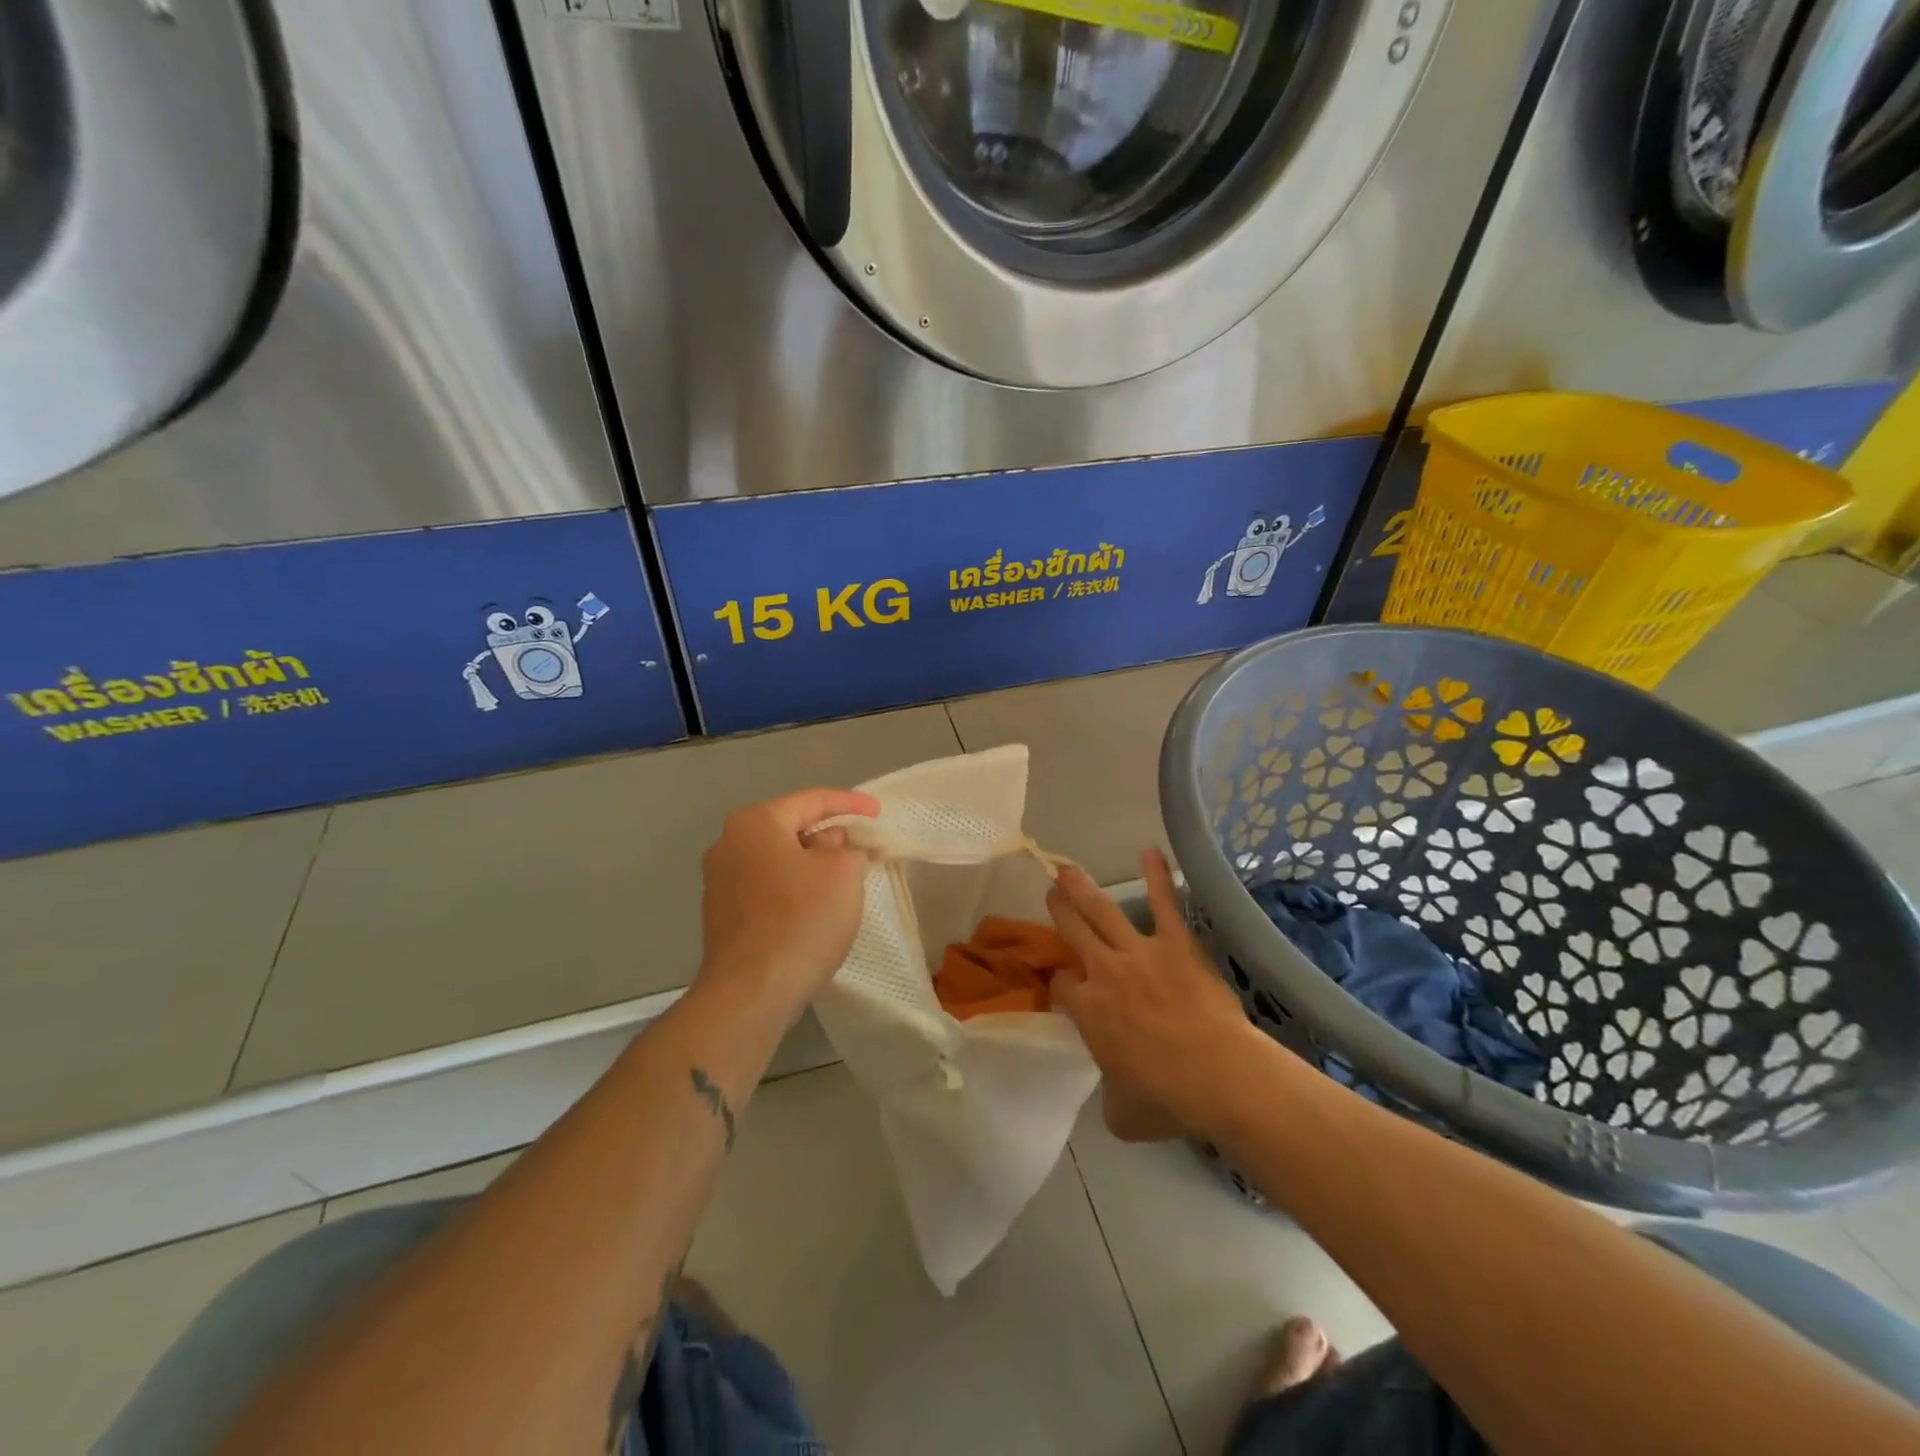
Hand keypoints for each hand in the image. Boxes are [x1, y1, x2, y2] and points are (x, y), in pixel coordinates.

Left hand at [696, 788, 879, 1021]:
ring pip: (777, 860)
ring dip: (809, 865)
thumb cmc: (801, 920)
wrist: (750, 994)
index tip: (877, 813)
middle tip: (860, 846)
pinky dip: (792, 890)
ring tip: (842, 879)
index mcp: (755, 822)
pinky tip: (813, 909)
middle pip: (789, 828)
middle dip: (827, 836)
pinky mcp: (720, 916)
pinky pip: (765, 888)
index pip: (811, 800)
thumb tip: (830, 843)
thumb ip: (845, 846)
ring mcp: (719, 882)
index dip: (850, 803)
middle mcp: (728, 844)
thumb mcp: (842, 873)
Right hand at [1047, 849, 1257, 1141]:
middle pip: (1072, 933)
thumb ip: (1108, 1096)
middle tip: (1050, 893)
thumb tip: (1112, 1093)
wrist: (1218, 1076)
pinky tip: (1151, 852)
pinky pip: (1165, 903)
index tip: (1065, 986)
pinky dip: (1158, 877)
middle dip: (1058, 912)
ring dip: (1082, 889)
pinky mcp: (1175, 943)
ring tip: (1067, 870)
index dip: (1060, 984)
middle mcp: (1104, 972)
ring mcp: (1139, 953)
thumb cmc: (1168, 1098)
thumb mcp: (1123, 1115)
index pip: (1061, 986)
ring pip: (1101, 911)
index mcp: (1087, 1011)